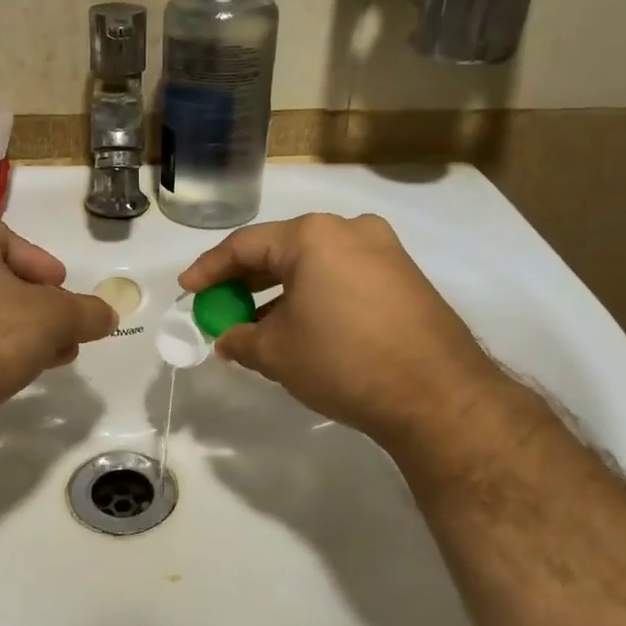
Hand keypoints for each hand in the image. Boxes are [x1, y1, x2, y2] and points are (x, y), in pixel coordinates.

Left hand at [0, 218, 115, 426]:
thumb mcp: (56, 319)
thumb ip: (87, 312)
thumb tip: (107, 314)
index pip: (4, 235)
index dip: (38, 259)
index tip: (60, 285)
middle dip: (36, 302)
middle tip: (61, 323)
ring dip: (20, 328)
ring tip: (51, 353)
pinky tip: (19, 371)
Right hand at [179, 213, 508, 450]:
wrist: (437, 395)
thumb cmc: (343, 361)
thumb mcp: (277, 353)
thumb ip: (240, 339)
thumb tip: (227, 339)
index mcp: (313, 236)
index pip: (244, 246)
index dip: (210, 269)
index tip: (188, 290)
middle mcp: (350, 230)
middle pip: (281, 250)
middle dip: (246, 281)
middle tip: (220, 306)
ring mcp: (384, 251)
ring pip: (315, 264)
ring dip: (281, 291)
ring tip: (257, 323)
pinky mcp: (405, 278)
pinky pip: (343, 277)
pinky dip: (314, 296)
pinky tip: (301, 326)